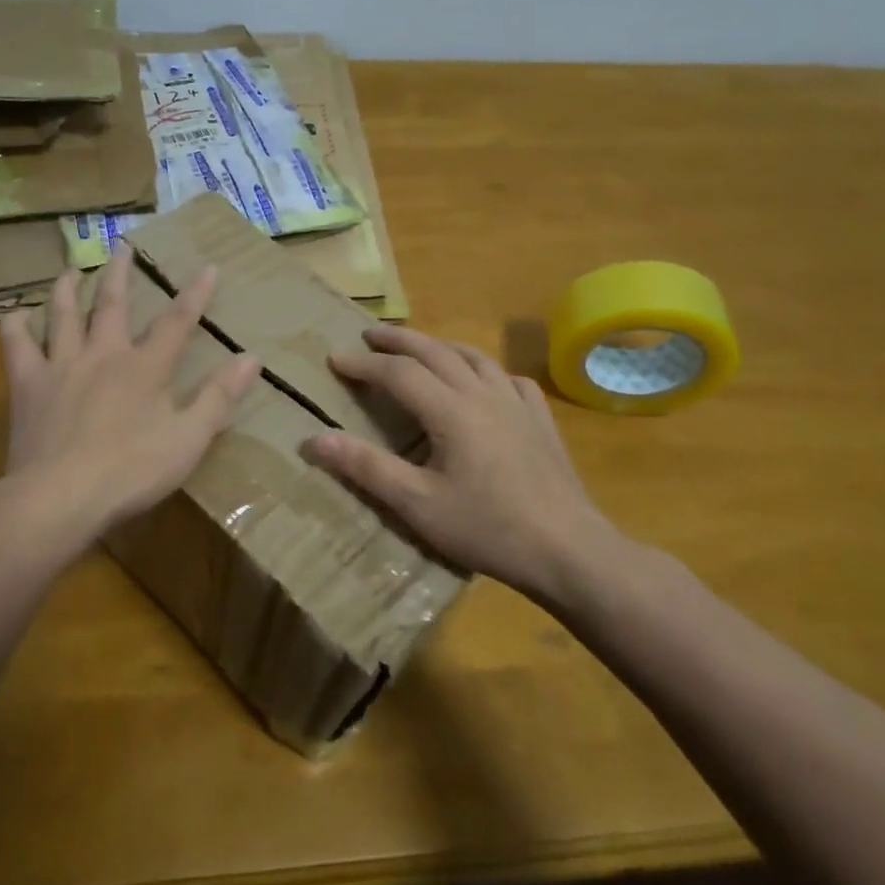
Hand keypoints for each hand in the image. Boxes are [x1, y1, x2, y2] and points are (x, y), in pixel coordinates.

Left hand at [0, 244, 261, 551]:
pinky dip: (15, 326)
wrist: (60, 496)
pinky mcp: (27, 385)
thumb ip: (219, 397)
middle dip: (122, 274)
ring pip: (63, 314)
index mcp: (145, 367)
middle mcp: (103, 354)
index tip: (208, 267)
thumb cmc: (131, 471)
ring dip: (69, 288)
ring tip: (72, 270)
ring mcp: (61, 366)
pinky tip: (17, 316)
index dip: (195, 294)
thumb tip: (251, 358)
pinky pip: (16, 345)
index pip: (177, 322)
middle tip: (123, 247)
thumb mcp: (189, 439)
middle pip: (113, 304)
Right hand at [301, 326, 625, 602]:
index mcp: (451, 410)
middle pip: (434, 352)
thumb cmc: (488, 528)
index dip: (363, 363)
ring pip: (473, 357)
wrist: (568, 550)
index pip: (398, 372)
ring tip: (420, 348)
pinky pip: (509, 379)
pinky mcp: (541, 420)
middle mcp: (483, 394)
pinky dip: (486, 371)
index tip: (334, 359)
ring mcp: (517, 403)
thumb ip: (366, 468)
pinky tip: (485, 383)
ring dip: (440, 346)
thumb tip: (315, 439)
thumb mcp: (417, 504)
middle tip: (370, 334)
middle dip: (398, 339)